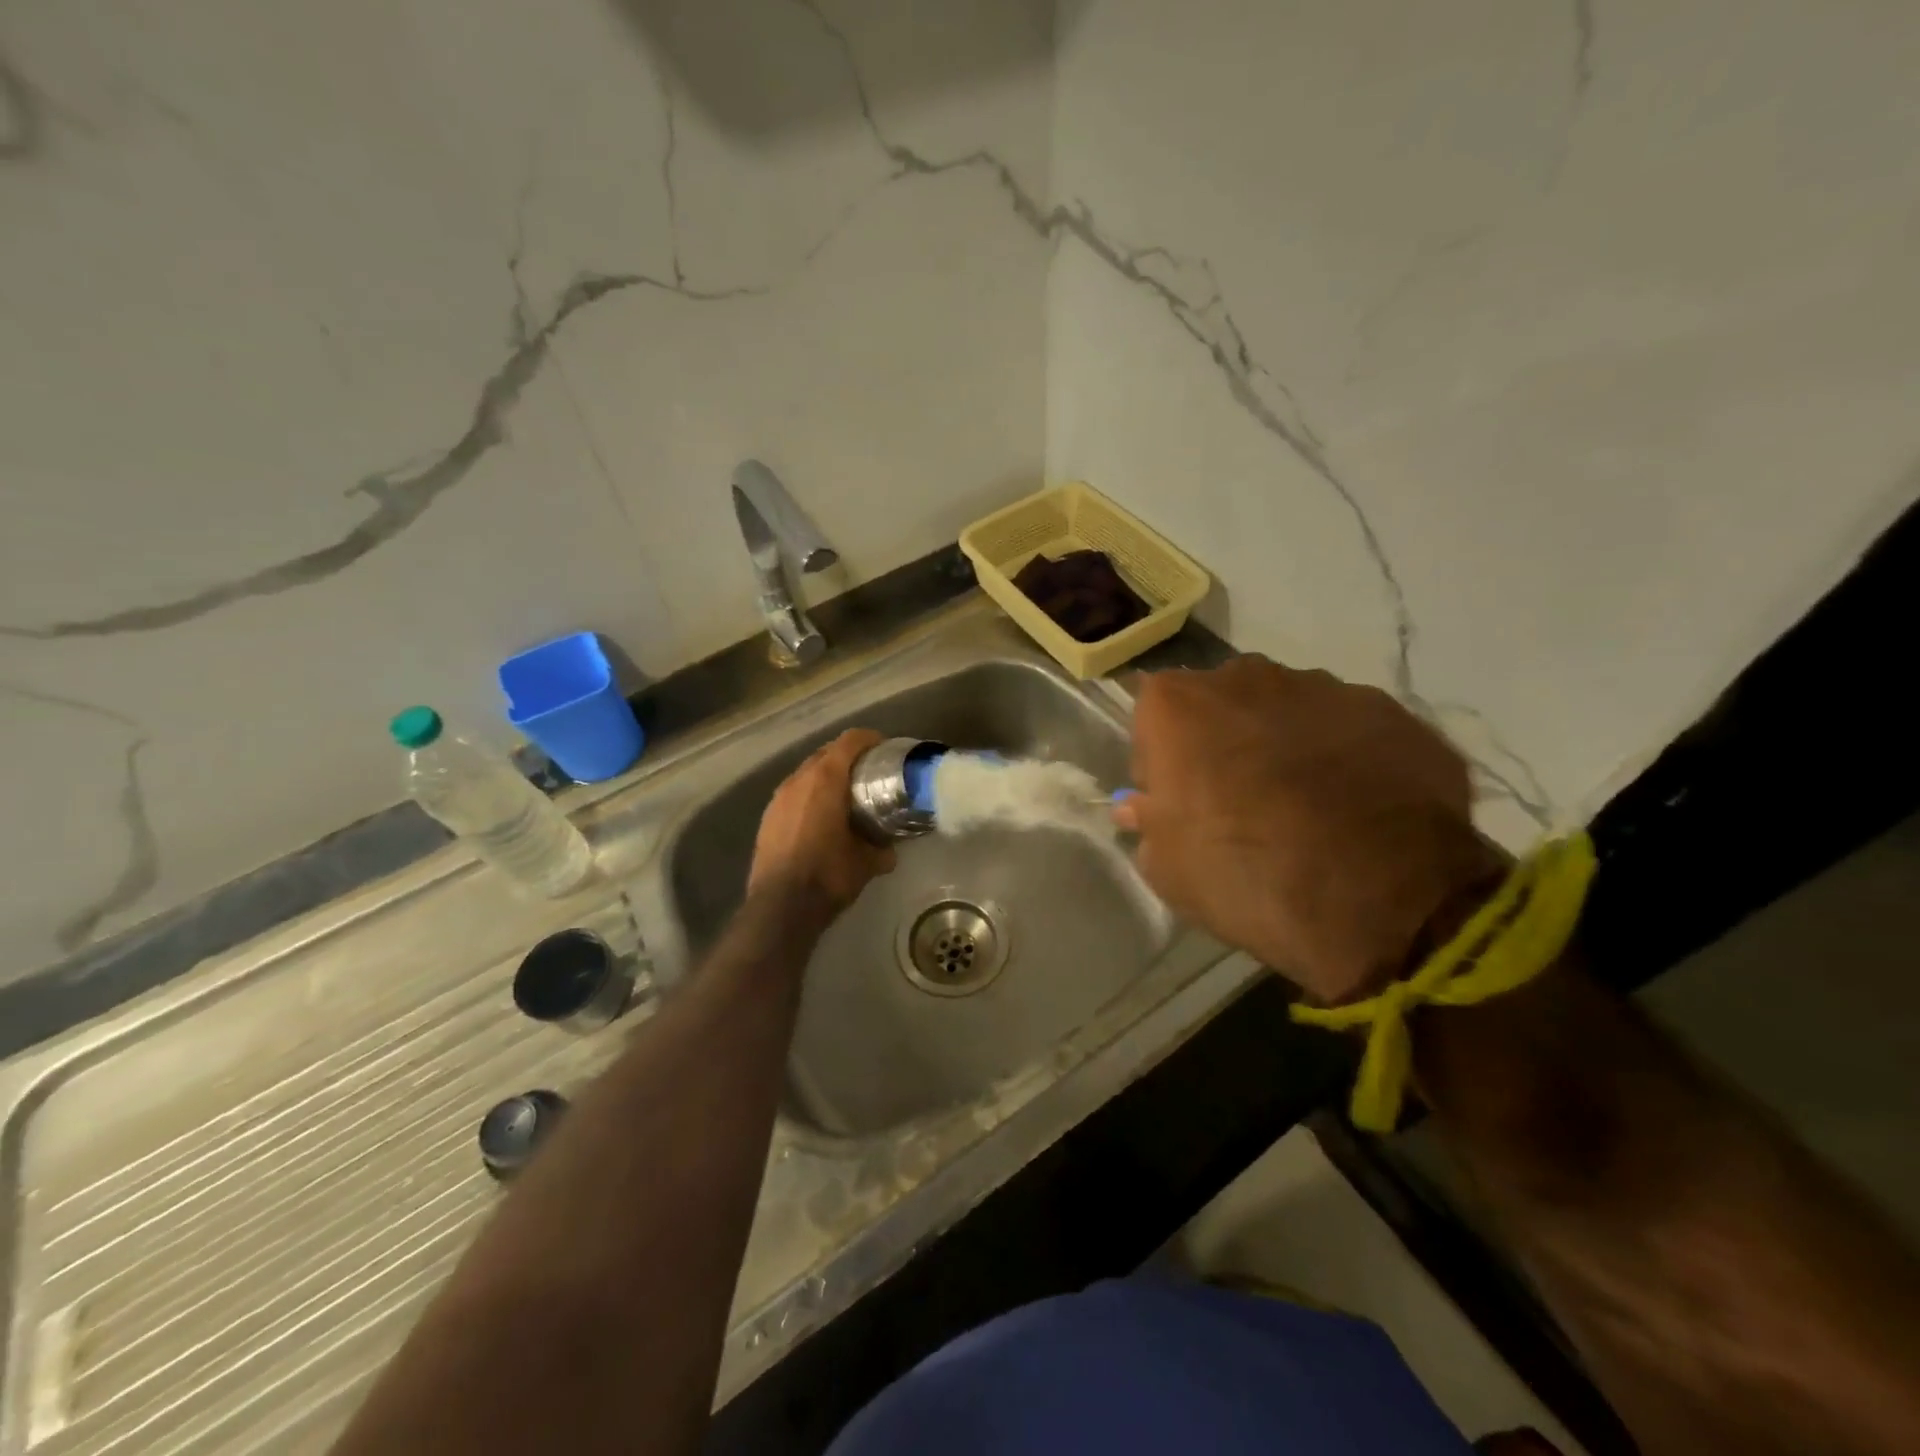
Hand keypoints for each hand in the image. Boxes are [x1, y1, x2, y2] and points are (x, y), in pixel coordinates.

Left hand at [748, 728, 896, 913]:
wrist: (781, 907)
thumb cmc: (829, 875)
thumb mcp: (867, 862)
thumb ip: (881, 848)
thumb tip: (890, 849)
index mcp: (826, 779)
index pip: (850, 741)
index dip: (870, 739)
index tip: (885, 749)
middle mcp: (799, 780)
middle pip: (827, 752)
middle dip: (849, 758)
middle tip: (869, 774)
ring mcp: (778, 798)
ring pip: (807, 773)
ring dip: (827, 777)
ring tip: (845, 796)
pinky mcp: (767, 817)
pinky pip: (794, 794)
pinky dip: (810, 796)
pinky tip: (821, 819)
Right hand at [1115, 656, 1506, 1003]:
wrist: (1380, 897)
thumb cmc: (1244, 874)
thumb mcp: (1167, 869)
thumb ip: (1148, 823)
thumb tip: (1142, 806)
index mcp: (1176, 705)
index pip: (1151, 720)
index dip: (1161, 762)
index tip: (1175, 803)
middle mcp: (1244, 677)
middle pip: (1219, 704)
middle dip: (1221, 741)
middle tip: (1237, 800)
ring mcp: (1323, 687)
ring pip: (1287, 710)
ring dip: (1284, 744)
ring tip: (1306, 805)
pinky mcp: (1389, 710)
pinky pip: (1347, 728)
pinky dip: (1343, 756)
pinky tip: (1357, 805)